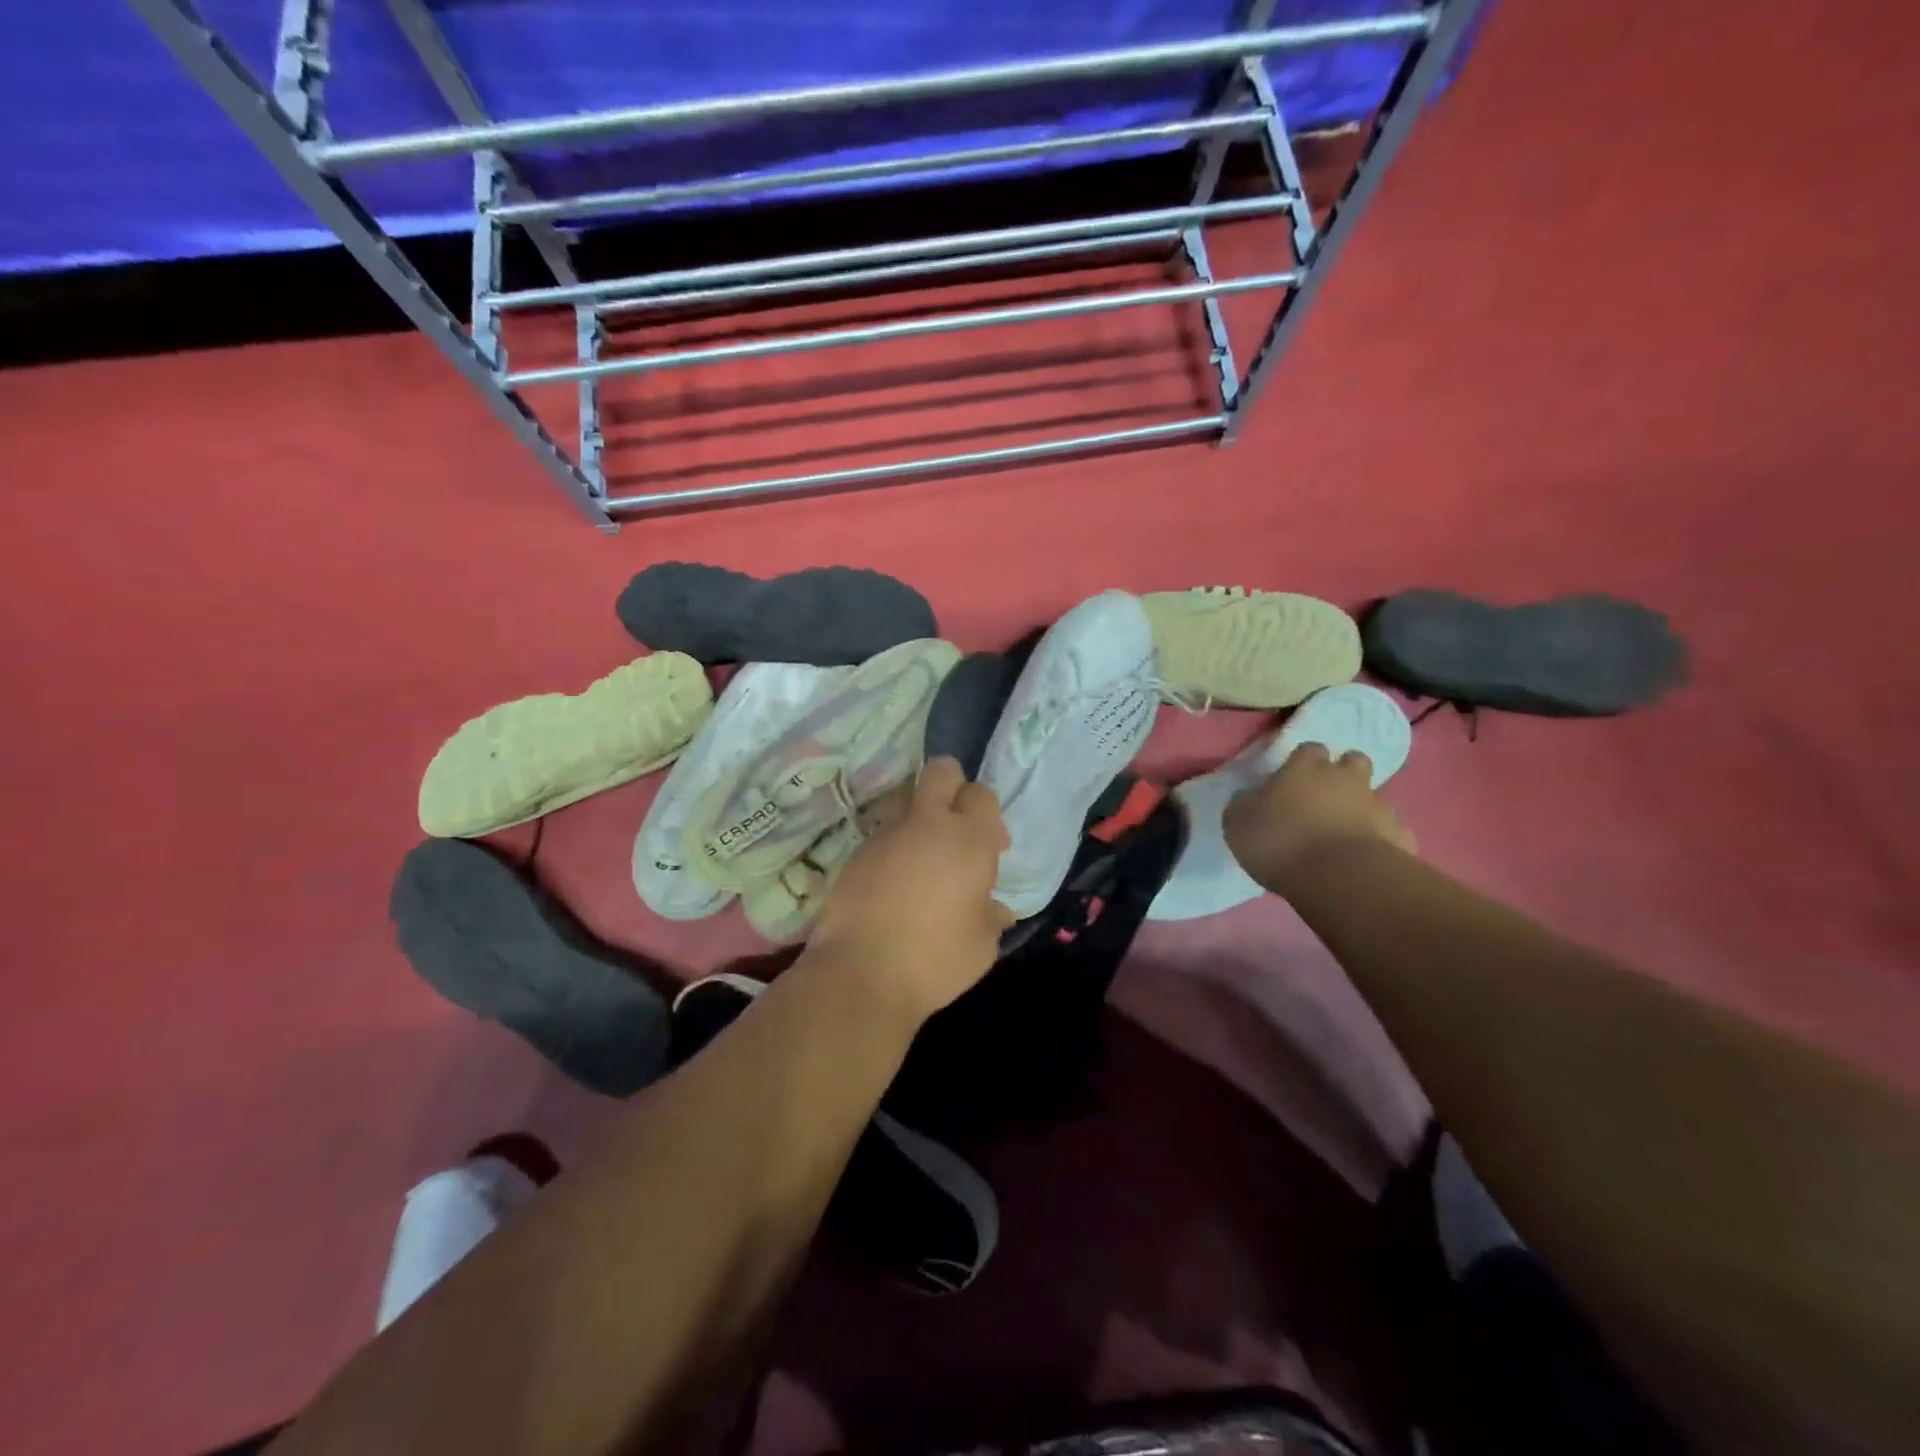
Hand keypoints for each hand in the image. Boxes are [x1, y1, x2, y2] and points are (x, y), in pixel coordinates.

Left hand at [805, 757, 1012, 1025]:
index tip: (992, 847)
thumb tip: (997, 909)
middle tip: (956, 827)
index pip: (981, 794)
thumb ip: (991, 917)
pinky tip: (895, 889)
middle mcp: (927, 825)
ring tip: (923, 867)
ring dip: (920, 824)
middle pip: (941, 773)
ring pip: (908, 805)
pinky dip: (894, 852)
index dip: (987, 813)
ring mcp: (887, 835)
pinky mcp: (856, 854)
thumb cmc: (936, 960)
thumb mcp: (982, 945)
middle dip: (952, 786)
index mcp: (968, 839)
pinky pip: (884, 837)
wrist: (860, 975)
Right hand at [1224, 742, 1414, 897]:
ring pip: (1374, 797)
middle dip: (1343, 773)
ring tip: (1343, 834)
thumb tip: (1252, 798)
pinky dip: (1379, 840)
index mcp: (1306, 768)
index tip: (1291, 780)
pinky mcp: (1400, 837)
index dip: (1302, 761)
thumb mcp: (1238, 822)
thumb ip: (1245, 804)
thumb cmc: (1281, 842)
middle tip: (1325, 797)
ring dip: (1361, 808)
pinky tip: (1364, 859)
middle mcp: (1346, 779)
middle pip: (1353, 761)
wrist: (1340, 879)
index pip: (1309, 749)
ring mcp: (1378, 806)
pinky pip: (1390, 832)